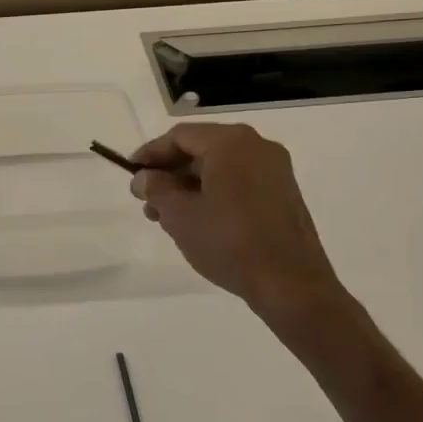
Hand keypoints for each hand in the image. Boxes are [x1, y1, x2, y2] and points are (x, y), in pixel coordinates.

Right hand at [130, 123, 347, 323]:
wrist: (291, 285)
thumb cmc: (229, 242)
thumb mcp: (180, 215)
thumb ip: (156, 189)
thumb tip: (143, 178)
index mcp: (231, 143)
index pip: (179, 136)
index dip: (150, 154)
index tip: (131, 174)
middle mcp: (256, 146)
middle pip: (201, 149)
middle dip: (170, 174)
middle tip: (147, 201)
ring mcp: (275, 170)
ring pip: (220, 167)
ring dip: (190, 187)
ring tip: (168, 218)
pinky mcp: (284, 193)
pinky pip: (239, 181)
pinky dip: (214, 193)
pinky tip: (199, 221)